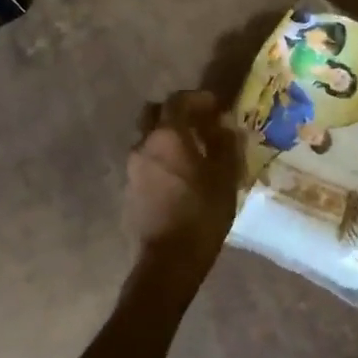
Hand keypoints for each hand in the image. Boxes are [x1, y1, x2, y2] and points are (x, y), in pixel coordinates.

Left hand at [124, 91, 240, 280]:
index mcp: (167, 135)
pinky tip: (180, 175)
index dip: (198, 99)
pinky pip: (147, 161)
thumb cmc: (202, 212)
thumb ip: (226, 143)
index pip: (178, 100)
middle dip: (176, 113)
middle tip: (199, 124)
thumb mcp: (225, 175)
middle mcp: (144, 144)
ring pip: (149, 138)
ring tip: (193, 153)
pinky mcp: (130, 188)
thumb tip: (225, 125)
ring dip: (168, 137)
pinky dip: (162, 158)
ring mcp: (133, 167)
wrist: (169, 259)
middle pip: (155, 114)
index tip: (216, 107)